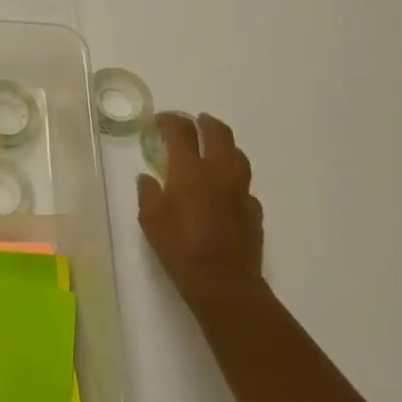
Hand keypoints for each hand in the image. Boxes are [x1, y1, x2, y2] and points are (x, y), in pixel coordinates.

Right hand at [138, 112, 266, 322]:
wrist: (223, 282)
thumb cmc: (180, 248)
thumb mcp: (151, 220)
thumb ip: (149, 193)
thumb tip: (148, 178)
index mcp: (190, 170)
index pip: (182, 131)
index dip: (170, 120)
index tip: (161, 120)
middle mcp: (219, 171)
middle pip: (218, 132)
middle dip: (204, 122)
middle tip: (193, 122)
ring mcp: (241, 189)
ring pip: (237, 153)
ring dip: (223, 144)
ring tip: (212, 148)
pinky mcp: (253, 208)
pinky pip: (244, 183)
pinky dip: (232, 177)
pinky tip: (224, 189)